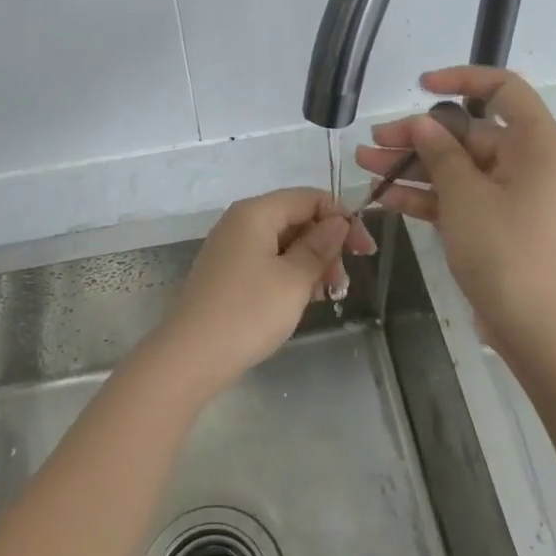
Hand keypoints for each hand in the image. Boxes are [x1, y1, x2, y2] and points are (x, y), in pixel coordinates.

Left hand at [153, 188, 375, 396]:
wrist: (190, 357)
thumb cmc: (248, 312)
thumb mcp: (294, 279)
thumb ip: (320, 246)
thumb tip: (339, 221)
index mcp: (256, 212)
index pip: (309, 197)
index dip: (342, 218)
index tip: (365, 251)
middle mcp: (241, 222)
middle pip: (296, 218)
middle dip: (327, 244)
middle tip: (343, 282)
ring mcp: (231, 248)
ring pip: (284, 243)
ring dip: (311, 263)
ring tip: (328, 295)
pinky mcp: (227, 274)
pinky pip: (268, 261)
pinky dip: (290, 274)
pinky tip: (303, 300)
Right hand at [356, 66, 555, 352]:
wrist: (536, 329)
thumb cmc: (506, 251)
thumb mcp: (465, 195)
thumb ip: (440, 152)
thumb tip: (422, 123)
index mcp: (535, 143)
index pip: (503, 89)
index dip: (462, 79)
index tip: (421, 87)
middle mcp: (527, 162)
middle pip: (468, 133)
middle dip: (418, 137)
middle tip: (373, 141)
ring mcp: (511, 195)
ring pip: (457, 167)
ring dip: (413, 166)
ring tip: (365, 164)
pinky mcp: (496, 223)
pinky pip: (458, 197)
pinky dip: (426, 196)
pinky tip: (386, 197)